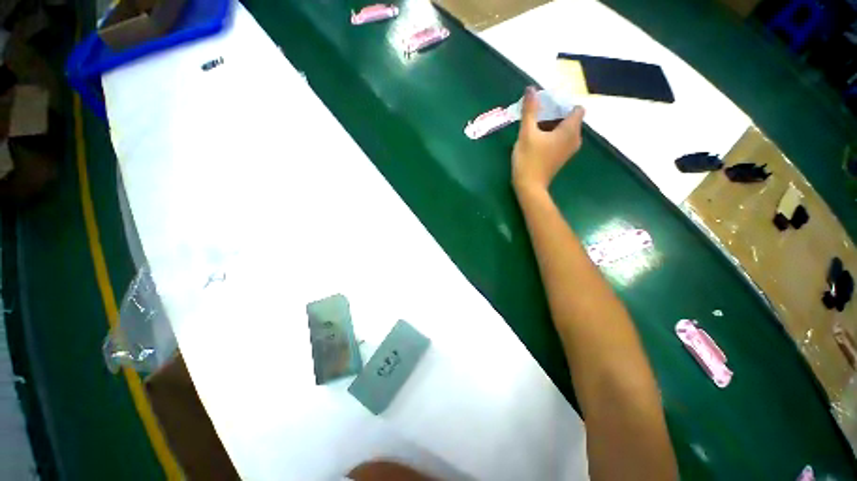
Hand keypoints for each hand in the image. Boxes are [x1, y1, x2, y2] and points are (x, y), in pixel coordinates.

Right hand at [512, 87, 584, 193]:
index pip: (576, 108)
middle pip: (570, 118)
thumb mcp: (527, 133)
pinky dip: (552, 135)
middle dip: (554, 113)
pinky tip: (536, 139)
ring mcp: (569, 149)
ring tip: (534, 126)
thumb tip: (531, 88)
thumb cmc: (528, 160)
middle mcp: (574, 138)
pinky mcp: (562, 157)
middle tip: (536, 115)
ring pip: (565, 129)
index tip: (546, 106)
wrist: (529, 187)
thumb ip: (530, 110)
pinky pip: (561, 139)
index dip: (563, 104)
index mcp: (570, 130)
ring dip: (552, 124)